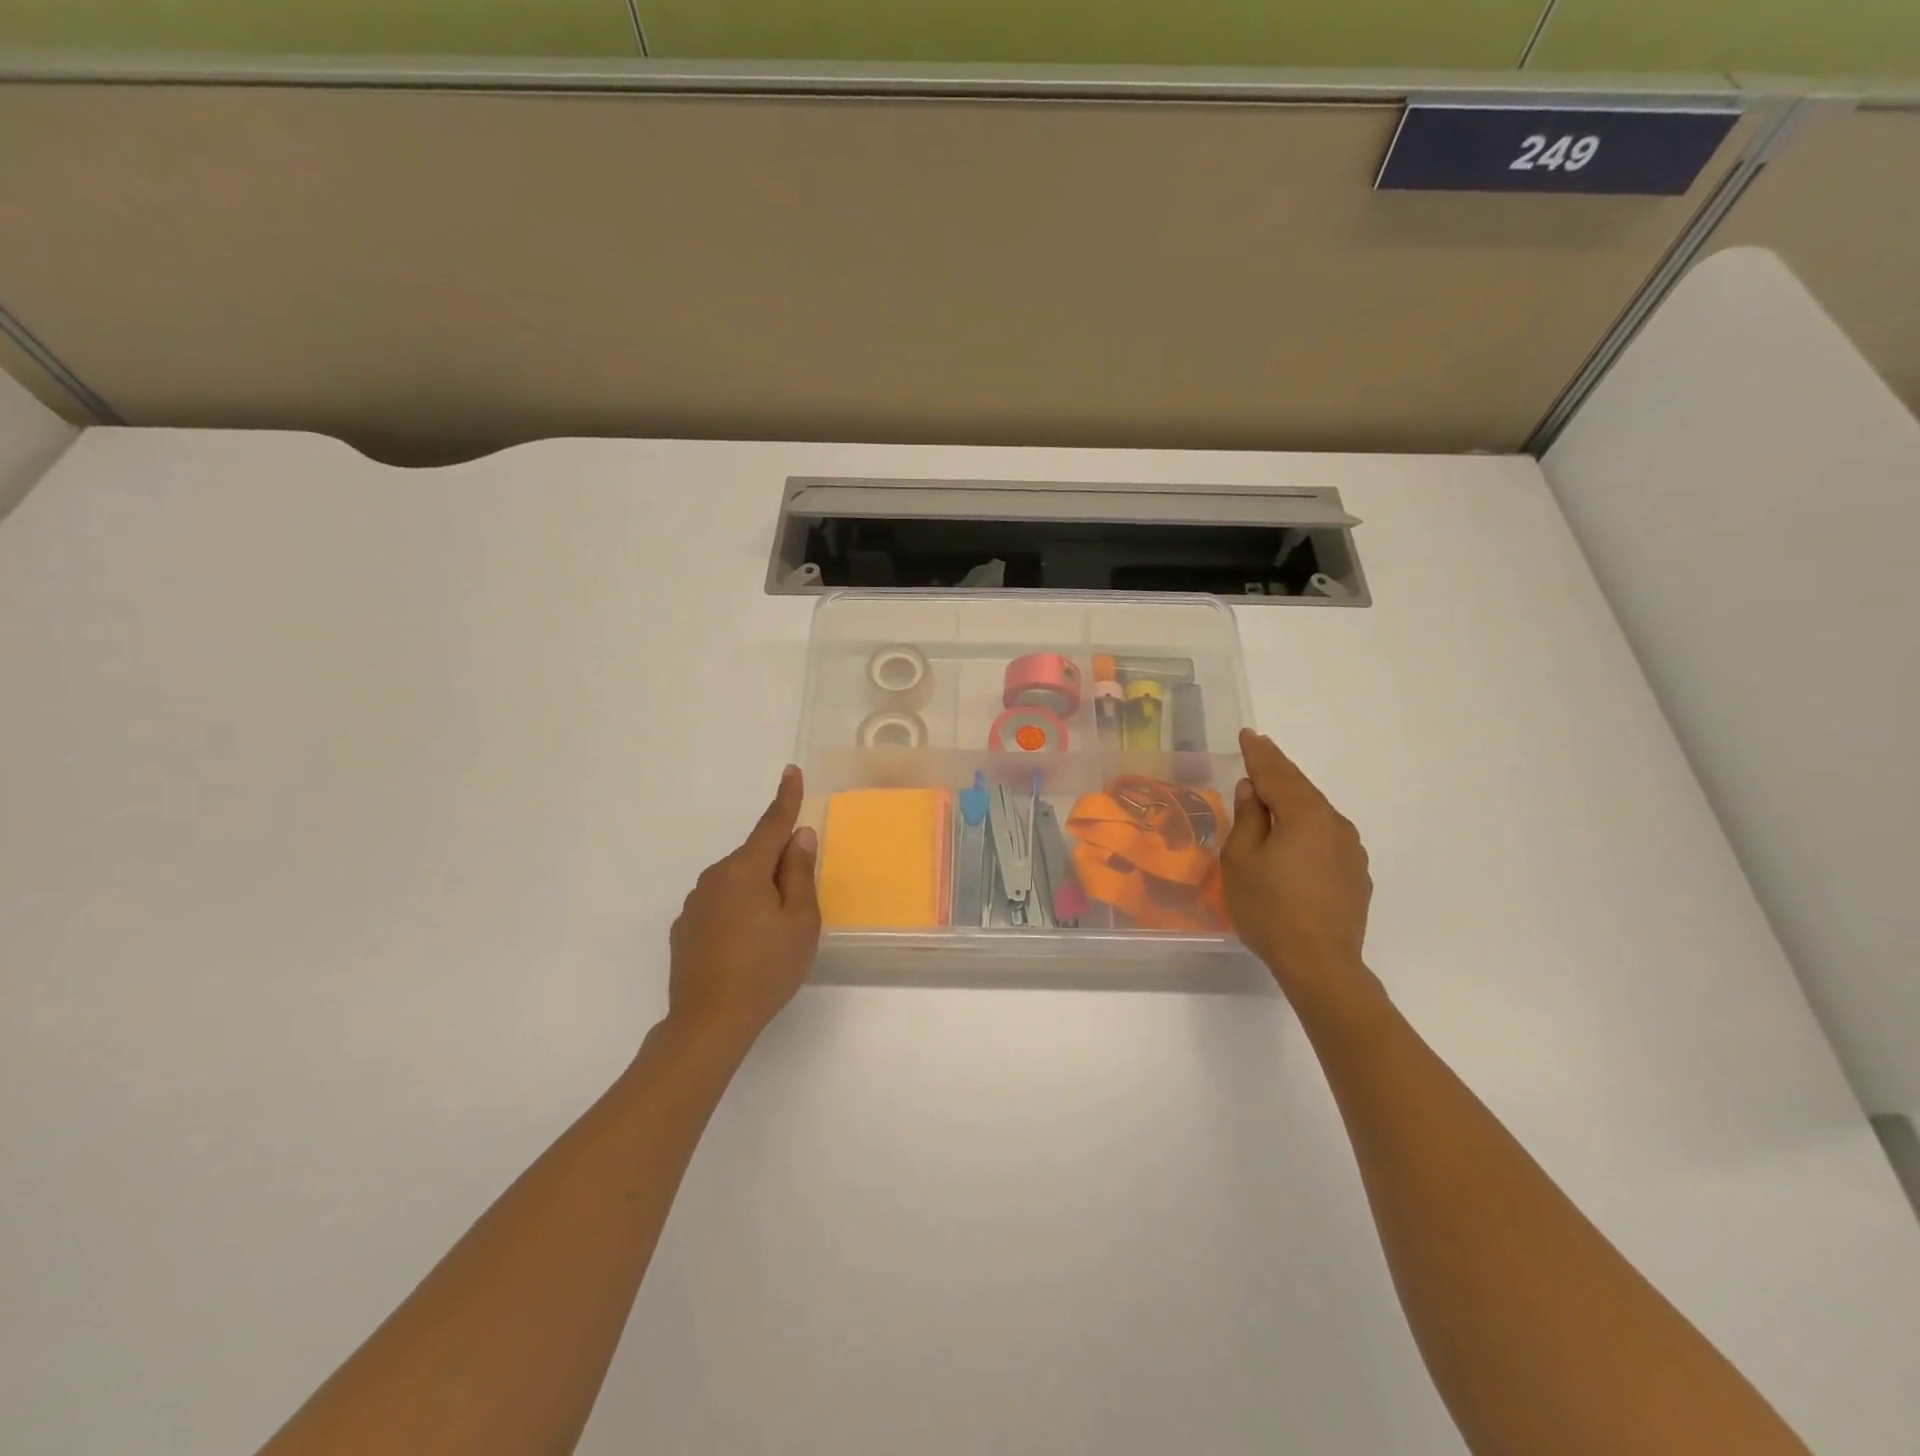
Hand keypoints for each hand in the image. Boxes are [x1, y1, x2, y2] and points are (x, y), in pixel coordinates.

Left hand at [666, 765, 820, 1053]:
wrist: (708, 1022)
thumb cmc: (766, 969)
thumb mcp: (800, 922)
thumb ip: (800, 874)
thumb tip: (799, 837)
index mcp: (745, 870)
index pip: (771, 825)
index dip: (786, 798)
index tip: (791, 770)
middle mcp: (714, 878)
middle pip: (755, 858)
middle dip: (778, 868)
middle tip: (797, 907)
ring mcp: (695, 904)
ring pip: (737, 884)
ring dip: (757, 893)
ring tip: (771, 938)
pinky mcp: (684, 929)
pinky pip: (719, 906)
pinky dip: (737, 914)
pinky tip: (744, 949)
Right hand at [1222, 729, 1374, 1006]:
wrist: (1320, 964)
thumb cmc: (1270, 909)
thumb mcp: (1242, 860)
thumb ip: (1248, 819)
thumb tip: (1252, 790)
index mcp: (1304, 815)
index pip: (1276, 773)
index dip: (1259, 753)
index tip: (1248, 734)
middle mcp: (1334, 824)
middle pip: (1300, 788)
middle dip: (1277, 770)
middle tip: (1259, 751)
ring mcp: (1351, 849)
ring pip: (1316, 812)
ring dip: (1293, 799)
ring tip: (1271, 793)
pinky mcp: (1356, 873)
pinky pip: (1325, 836)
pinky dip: (1305, 826)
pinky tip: (1293, 836)